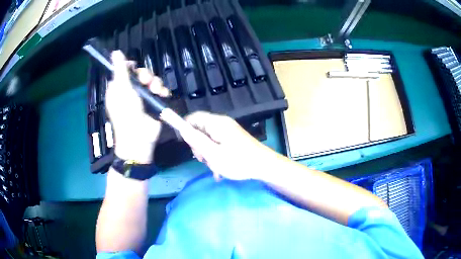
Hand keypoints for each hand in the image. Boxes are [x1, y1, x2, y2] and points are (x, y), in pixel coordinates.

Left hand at [105, 51, 169, 163]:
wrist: (139, 137)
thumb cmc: (126, 113)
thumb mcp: (122, 89)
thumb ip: (121, 70)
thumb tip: (115, 52)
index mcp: (119, 87)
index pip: (124, 70)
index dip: (130, 66)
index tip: (134, 67)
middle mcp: (130, 90)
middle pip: (140, 74)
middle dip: (145, 75)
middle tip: (146, 81)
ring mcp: (143, 97)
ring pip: (151, 80)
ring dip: (155, 83)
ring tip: (156, 90)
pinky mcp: (154, 102)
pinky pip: (160, 90)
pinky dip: (163, 91)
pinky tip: (163, 94)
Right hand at [183, 111, 272, 180]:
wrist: (264, 166)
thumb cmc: (238, 161)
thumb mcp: (213, 154)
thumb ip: (196, 140)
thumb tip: (182, 129)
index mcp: (216, 123)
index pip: (193, 117)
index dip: (185, 128)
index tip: (185, 144)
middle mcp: (222, 123)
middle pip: (200, 129)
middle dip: (198, 145)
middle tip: (204, 159)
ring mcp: (228, 131)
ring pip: (208, 139)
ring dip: (207, 153)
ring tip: (215, 166)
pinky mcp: (233, 138)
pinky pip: (217, 144)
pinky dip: (215, 154)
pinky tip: (220, 167)